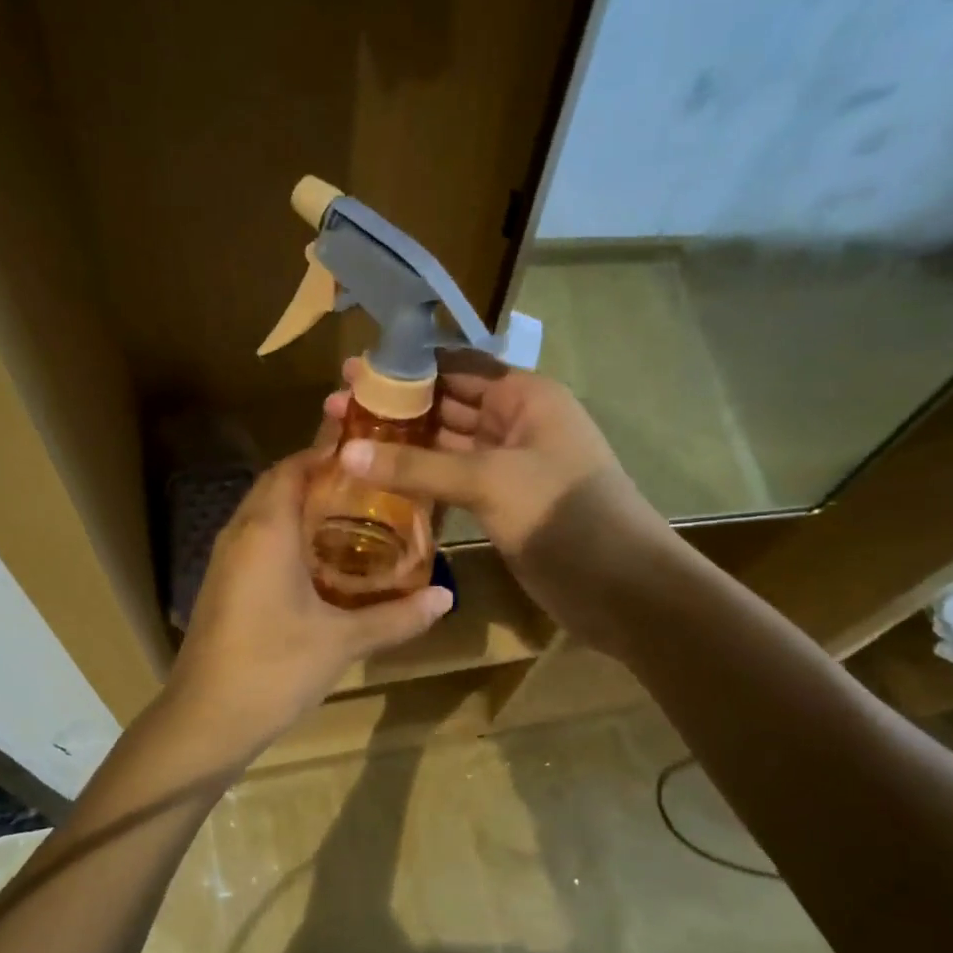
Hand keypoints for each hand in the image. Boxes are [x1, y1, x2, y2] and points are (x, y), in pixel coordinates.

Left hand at [161, 449, 452, 766]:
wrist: (204, 722)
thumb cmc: (273, 669)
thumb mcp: (342, 642)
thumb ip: (396, 617)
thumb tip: (446, 597)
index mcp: (266, 530)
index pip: (294, 466)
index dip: (328, 453)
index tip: (371, 453)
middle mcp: (241, 533)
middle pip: (279, 485)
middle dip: (321, 479)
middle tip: (373, 487)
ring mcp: (226, 561)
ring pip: (265, 515)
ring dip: (303, 509)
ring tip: (356, 518)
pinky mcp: (223, 587)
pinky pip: (258, 543)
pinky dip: (288, 538)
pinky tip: (322, 564)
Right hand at [323, 353, 675, 649]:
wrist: (618, 585)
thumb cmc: (561, 512)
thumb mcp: (488, 479)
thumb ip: (417, 466)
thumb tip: (347, 454)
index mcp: (524, 395)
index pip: (456, 367)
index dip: (405, 368)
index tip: (354, 371)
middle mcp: (514, 422)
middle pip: (446, 405)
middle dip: (395, 407)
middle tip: (334, 408)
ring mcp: (506, 465)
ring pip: (445, 446)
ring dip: (402, 445)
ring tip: (343, 442)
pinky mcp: (498, 503)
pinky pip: (450, 481)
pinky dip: (418, 480)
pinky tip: (377, 483)